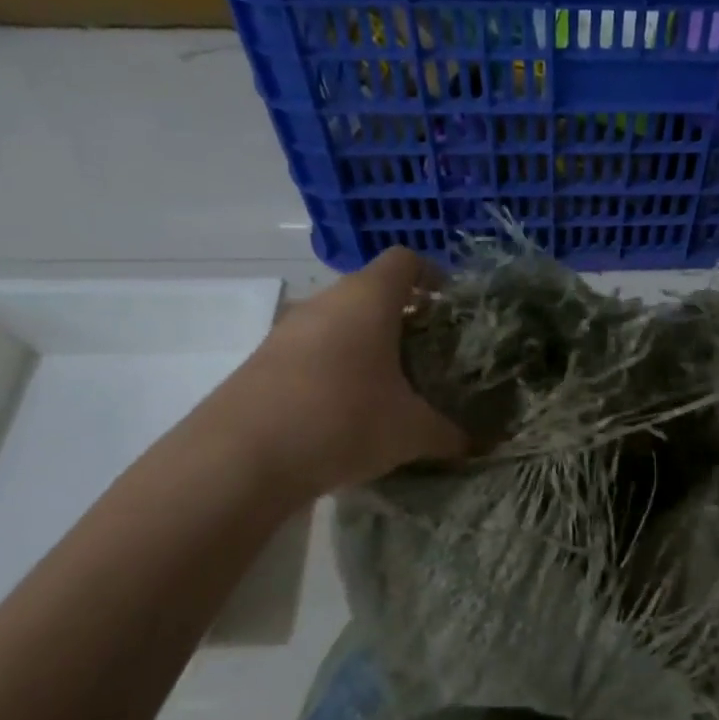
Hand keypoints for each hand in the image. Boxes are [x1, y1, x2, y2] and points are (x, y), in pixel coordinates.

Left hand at [203, 248, 468, 496]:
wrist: (240, 458)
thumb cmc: (344, 420)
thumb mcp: (411, 432)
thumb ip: (450, 434)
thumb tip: (477, 445)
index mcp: (369, 299)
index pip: (405, 261)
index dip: (432, 275)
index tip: (450, 305)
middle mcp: (326, 302)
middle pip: (371, 291)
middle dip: (403, 317)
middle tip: (428, 353)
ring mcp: (287, 329)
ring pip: (338, 321)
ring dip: (366, 343)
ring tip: (390, 384)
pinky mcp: (261, 360)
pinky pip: (311, 350)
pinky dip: (335, 366)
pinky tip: (346, 409)